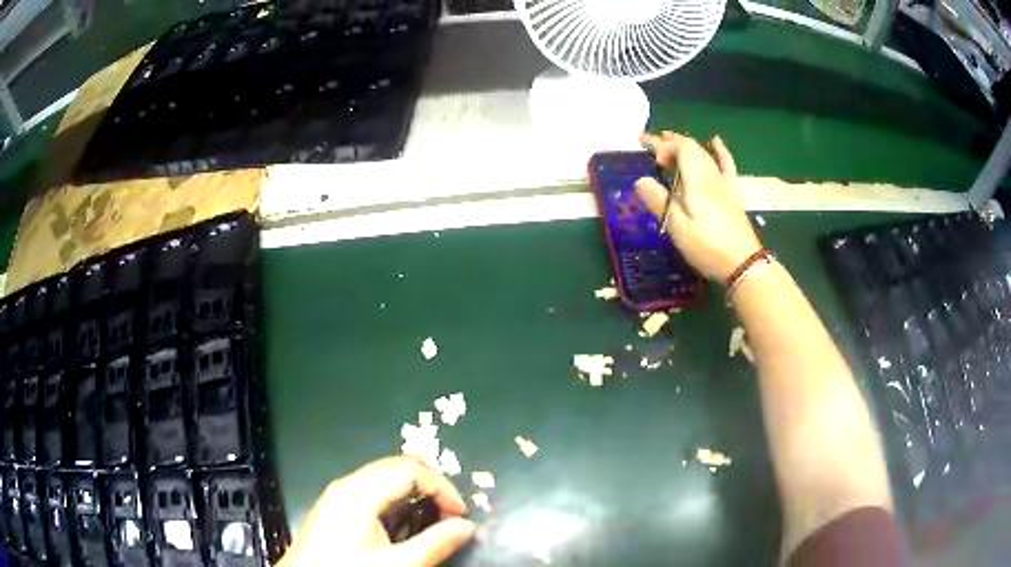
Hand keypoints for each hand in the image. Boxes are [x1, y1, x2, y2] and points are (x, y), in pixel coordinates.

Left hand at [278, 456, 475, 566]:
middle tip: (450, 514)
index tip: (460, 515)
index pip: (410, 469)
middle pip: (396, 466)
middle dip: (430, 486)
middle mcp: (346, 485)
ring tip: (431, 518)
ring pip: (383, 477)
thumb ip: (436, 543)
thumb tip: (467, 527)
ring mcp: (336, 494)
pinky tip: (401, 524)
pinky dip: (395, 499)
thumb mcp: (399, 564)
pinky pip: (370, 490)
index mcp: (359, 492)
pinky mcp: (332, 507)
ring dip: (413, 492)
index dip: (443, 487)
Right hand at [635, 131, 761, 281]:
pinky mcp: (731, 194)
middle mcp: (711, 176)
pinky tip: (716, 141)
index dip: (664, 145)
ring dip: (686, 144)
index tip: (650, 157)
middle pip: (691, 148)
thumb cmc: (708, 248)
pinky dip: (720, 151)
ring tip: (670, 138)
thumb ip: (659, 202)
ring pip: (704, 154)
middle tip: (648, 141)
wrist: (744, 264)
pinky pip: (726, 165)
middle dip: (669, 141)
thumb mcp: (678, 228)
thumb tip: (640, 180)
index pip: (682, 148)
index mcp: (697, 181)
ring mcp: (724, 184)